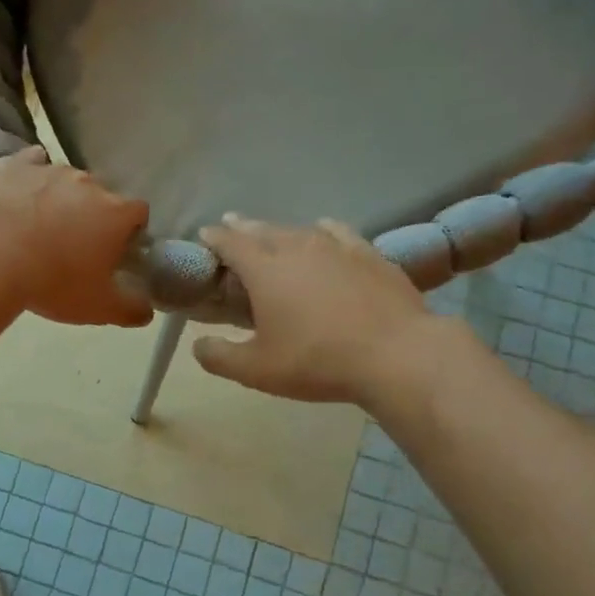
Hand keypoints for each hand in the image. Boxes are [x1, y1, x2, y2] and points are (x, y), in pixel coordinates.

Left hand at [0, 148, 153, 326]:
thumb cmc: (53, 281)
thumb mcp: (99, 308)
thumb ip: (131, 309)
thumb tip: (147, 311)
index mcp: (116, 213)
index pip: (138, 212)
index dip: (131, 231)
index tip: (117, 251)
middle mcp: (88, 183)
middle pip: (101, 195)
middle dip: (94, 215)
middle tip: (75, 245)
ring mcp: (50, 169)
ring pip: (65, 180)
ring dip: (60, 198)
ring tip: (39, 226)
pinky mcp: (14, 165)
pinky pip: (29, 164)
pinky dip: (29, 177)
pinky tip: (19, 193)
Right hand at [192, 215, 466, 405]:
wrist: (397, 354)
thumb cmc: (317, 360)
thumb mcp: (257, 370)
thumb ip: (220, 357)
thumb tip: (197, 345)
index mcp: (264, 270)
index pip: (230, 243)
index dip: (214, 237)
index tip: (204, 234)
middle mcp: (297, 247)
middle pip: (263, 229)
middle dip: (243, 227)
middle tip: (232, 225)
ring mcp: (337, 247)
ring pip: (299, 229)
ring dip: (280, 229)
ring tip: (273, 233)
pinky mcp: (369, 254)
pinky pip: (338, 232)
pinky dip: (322, 229)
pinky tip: (324, 231)